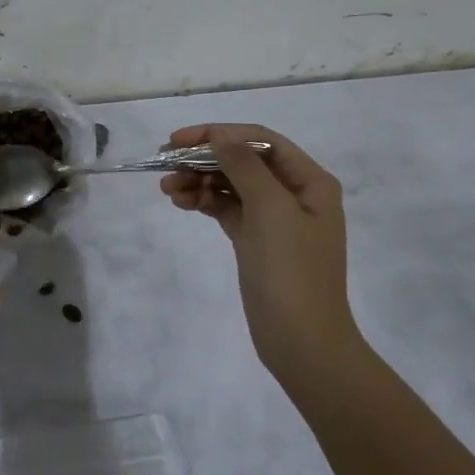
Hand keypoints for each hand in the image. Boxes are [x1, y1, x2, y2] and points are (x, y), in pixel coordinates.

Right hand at [161, 124, 355, 373]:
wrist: (301, 341)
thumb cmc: (291, 271)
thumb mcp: (271, 210)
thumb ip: (244, 167)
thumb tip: (221, 136)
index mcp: (310, 182)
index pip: (261, 141)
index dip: (220, 134)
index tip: (178, 140)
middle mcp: (295, 194)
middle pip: (243, 161)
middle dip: (205, 158)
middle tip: (165, 163)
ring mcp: (274, 219)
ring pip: (231, 185)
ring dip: (199, 180)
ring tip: (167, 188)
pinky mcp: (256, 241)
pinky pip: (227, 209)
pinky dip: (205, 202)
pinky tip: (181, 202)